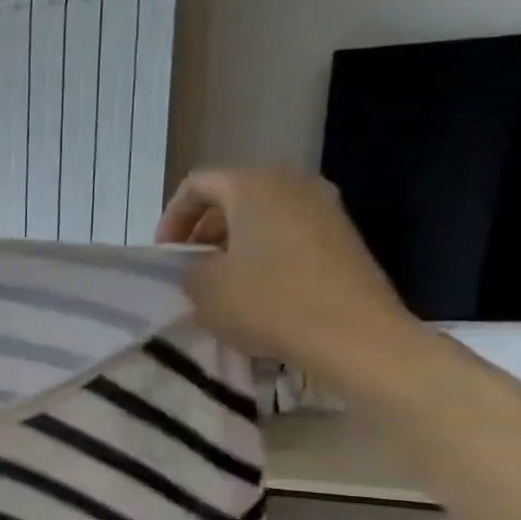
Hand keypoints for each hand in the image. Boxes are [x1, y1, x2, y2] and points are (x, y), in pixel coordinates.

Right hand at [156, 168, 422, 389]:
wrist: (354, 335)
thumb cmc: (267, 302)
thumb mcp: (203, 288)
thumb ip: (190, 267)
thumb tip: (204, 266)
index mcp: (254, 185)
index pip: (197, 184)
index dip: (172, 218)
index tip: (166, 255)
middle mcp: (294, 184)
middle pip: (233, 196)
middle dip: (204, 230)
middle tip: (190, 267)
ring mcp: (326, 209)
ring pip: (262, 216)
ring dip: (234, 244)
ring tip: (221, 282)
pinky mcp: (344, 238)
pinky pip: (289, 234)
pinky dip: (264, 254)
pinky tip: (257, 292)